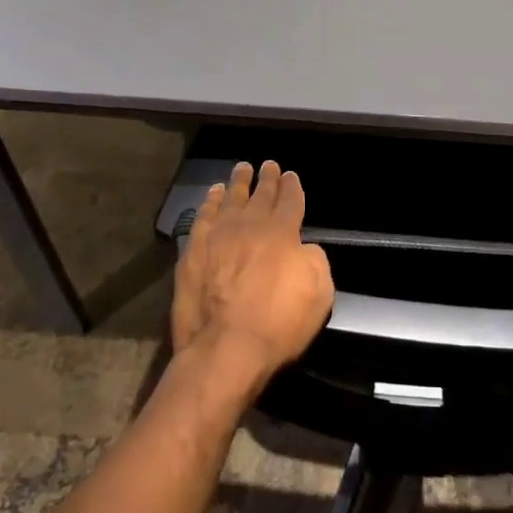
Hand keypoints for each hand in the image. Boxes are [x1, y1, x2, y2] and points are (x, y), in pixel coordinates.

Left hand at [171, 161, 333, 383]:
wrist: (225, 348)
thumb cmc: (278, 324)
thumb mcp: (319, 294)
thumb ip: (315, 261)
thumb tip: (303, 248)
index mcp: (283, 232)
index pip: (290, 200)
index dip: (292, 186)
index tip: (290, 175)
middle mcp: (251, 225)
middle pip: (261, 195)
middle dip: (267, 179)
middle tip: (268, 165)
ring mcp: (218, 236)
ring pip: (230, 199)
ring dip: (238, 183)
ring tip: (242, 169)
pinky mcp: (193, 251)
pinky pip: (203, 216)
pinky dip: (210, 202)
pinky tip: (213, 195)